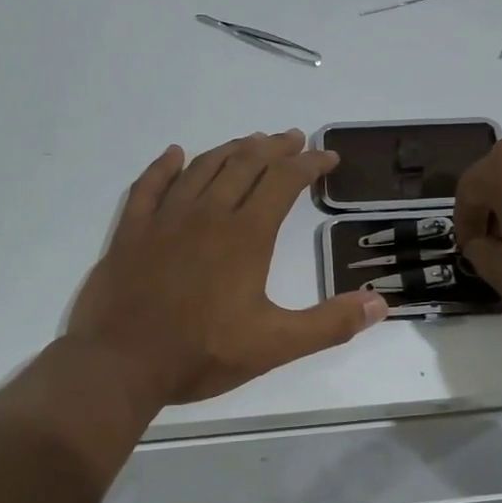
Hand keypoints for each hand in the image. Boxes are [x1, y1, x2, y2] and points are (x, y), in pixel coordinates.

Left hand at [68, 130, 388, 404]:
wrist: (121, 363)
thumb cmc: (202, 353)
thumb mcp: (276, 345)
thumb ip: (329, 323)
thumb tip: (380, 303)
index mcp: (246, 235)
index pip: (284, 182)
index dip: (310, 164)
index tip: (328, 157)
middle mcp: (208, 214)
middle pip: (246, 164)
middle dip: (275, 147)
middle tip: (294, 138)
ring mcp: (165, 218)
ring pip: (203, 167)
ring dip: (231, 149)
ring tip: (250, 142)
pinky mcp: (132, 231)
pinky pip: (149, 185)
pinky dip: (165, 165)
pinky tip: (175, 154)